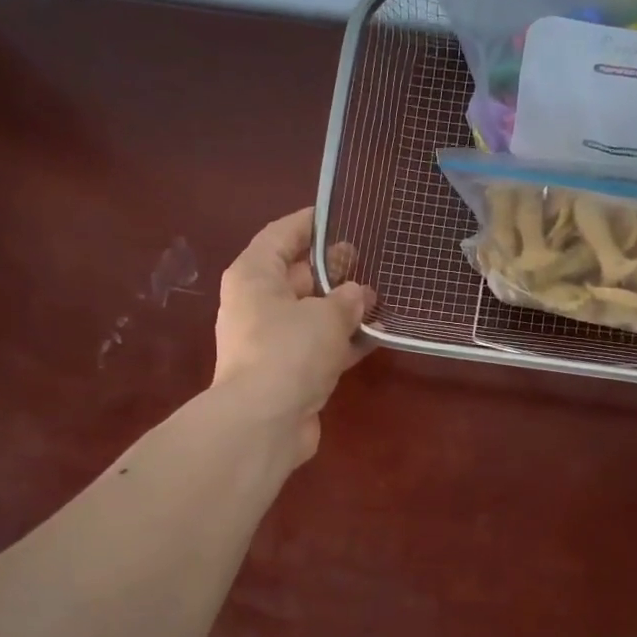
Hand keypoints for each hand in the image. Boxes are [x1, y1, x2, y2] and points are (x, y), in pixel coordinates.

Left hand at [213, 208, 375, 464]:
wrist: (265, 422)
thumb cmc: (289, 351)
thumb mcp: (326, 315)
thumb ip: (348, 299)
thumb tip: (360, 295)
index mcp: (255, 276)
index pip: (281, 235)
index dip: (309, 223)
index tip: (340, 214)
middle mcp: (259, 304)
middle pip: (299, 275)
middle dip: (334, 268)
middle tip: (370, 258)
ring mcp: (274, 341)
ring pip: (313, 313)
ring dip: (344, 307)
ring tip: (382, 296)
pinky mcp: (290, 372)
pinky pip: (321, 346)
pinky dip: (345, 340)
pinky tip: (378, 336)